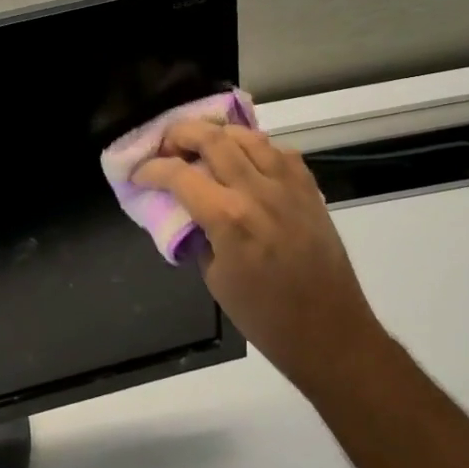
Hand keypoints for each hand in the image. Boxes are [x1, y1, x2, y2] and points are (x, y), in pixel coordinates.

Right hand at [135, 121, 384, 396]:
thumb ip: (196, 233)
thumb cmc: (264, 316)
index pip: (178, 174)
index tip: (138, 174)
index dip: (150, 169)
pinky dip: (254, 148)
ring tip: (202, 149)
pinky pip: (278, 150)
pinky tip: (244, 162)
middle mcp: (258, 191)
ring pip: (246, 135)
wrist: (330, 332)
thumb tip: (183, 210)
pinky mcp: (309, 189)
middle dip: (180, 134)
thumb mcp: (213, 277)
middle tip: (166, 148)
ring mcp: (288, 186)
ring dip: (217, 135)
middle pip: (212, 138)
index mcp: (229, 218)